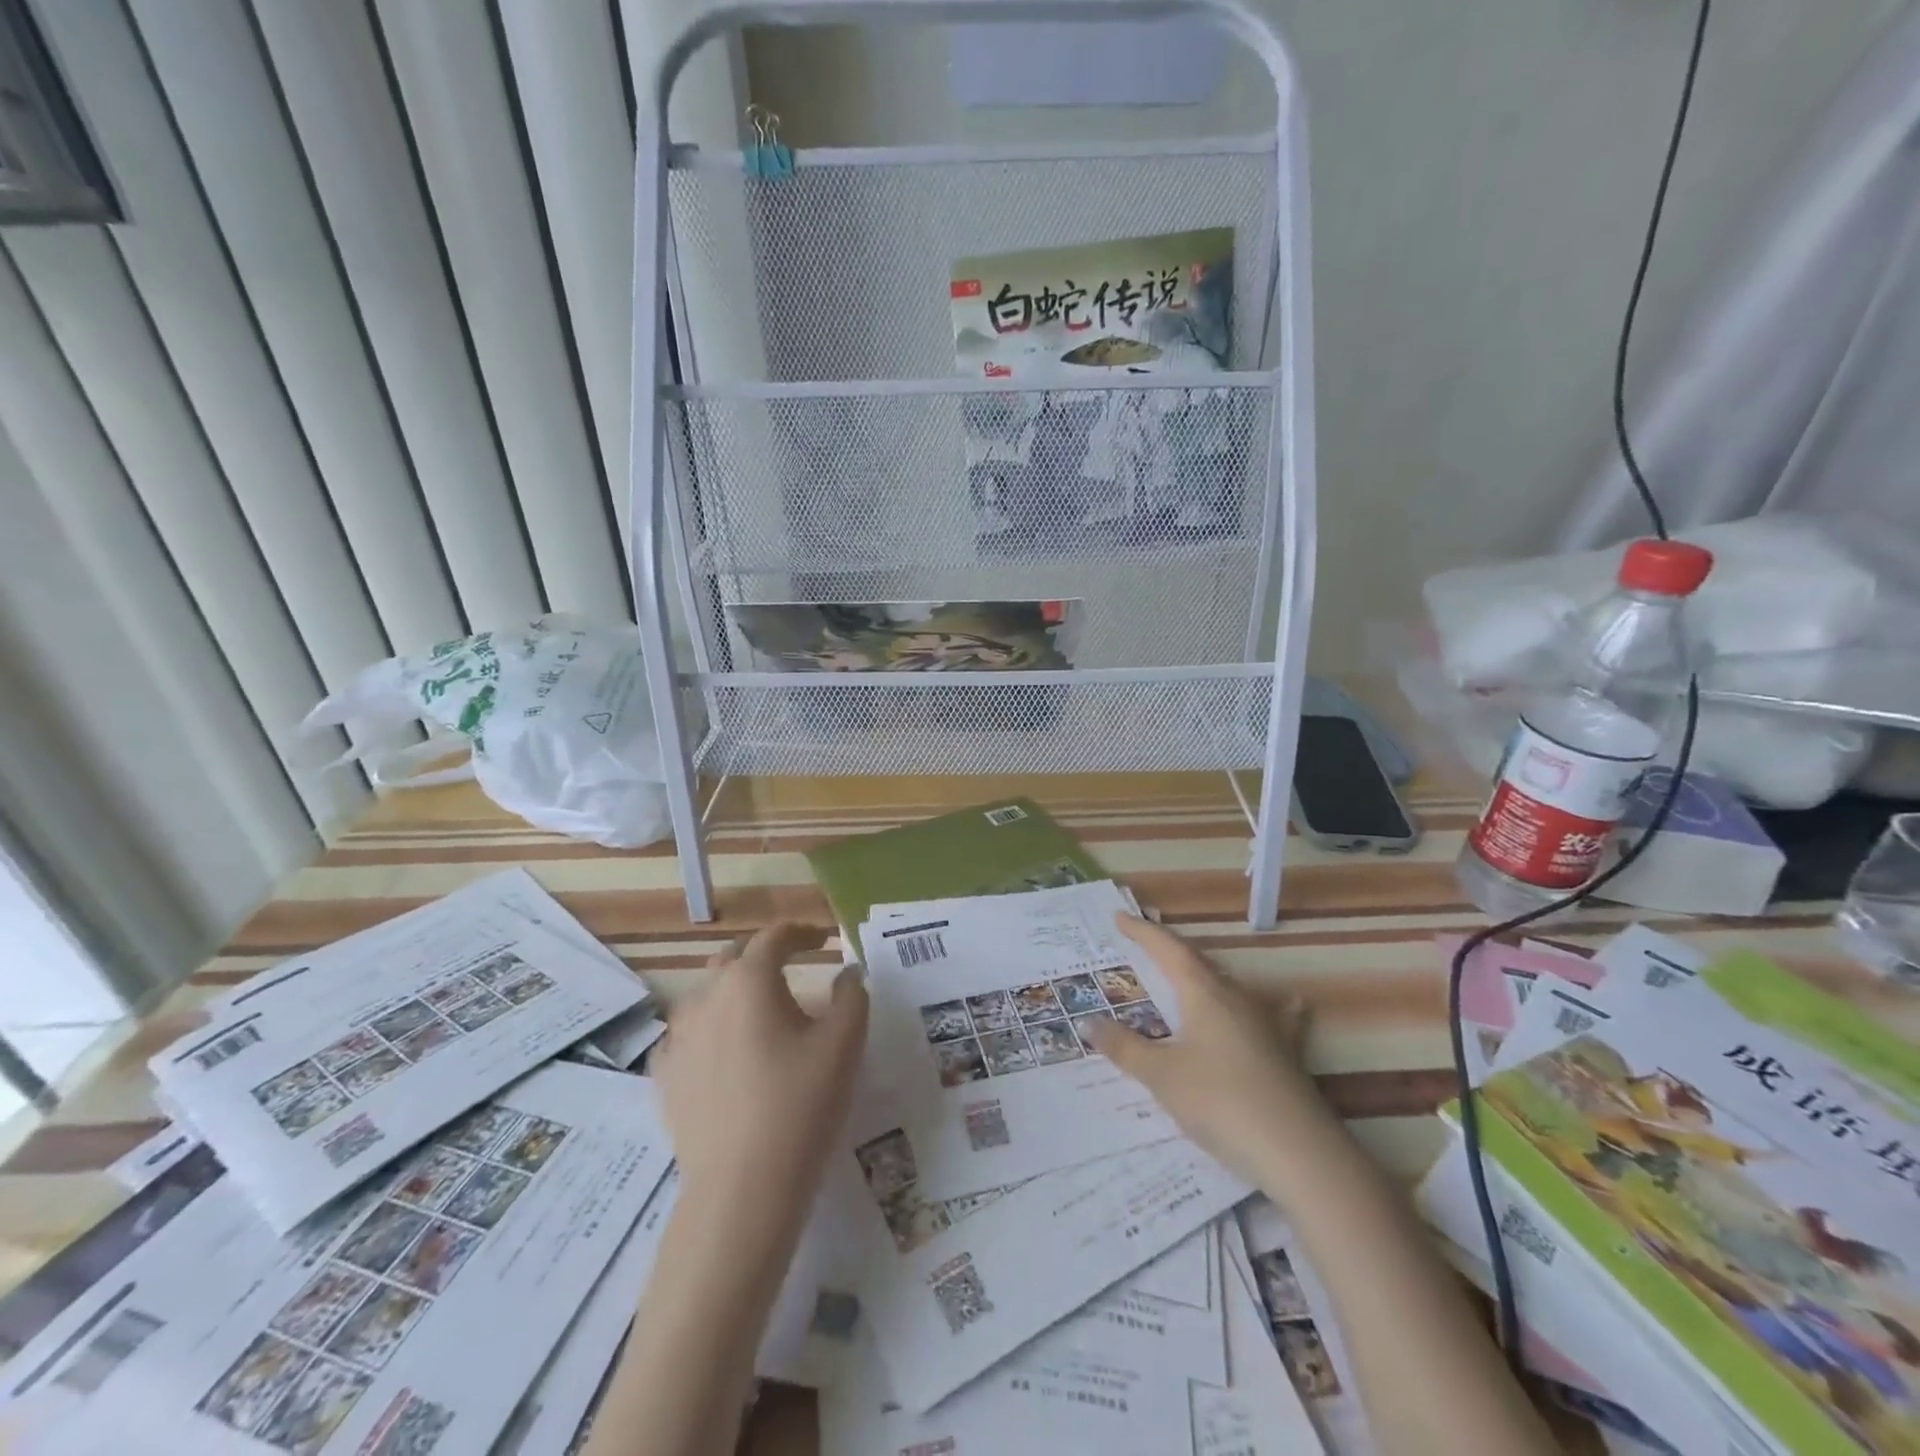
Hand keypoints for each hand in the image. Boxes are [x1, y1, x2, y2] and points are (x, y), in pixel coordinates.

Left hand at [653, 924, 867, 1228]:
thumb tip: (848, 972)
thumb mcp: (845, 1043)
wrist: (741, 1187)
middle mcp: (706, 996)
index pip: (775, 937)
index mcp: (750, 980)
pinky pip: (687, 1035)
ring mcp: (677, 1036)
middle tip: (791, 969)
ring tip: (759, 1014)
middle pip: (734, 959)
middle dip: (763, 957)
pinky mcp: (664, 1075)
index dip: (801, 932)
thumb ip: (852, 995)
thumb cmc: (801, 1103)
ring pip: (707, 995)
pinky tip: (724, 1052)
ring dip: (734, 992)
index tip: (822, 939)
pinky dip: (709, 1030)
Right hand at [1088, 913, 1330, 1190]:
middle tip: (1145, 947)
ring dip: (1207, 978)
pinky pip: (1277, 1017)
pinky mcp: (1287, 1053)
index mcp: (1203, 993)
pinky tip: (1290, 1005)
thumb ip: (1124, 1048)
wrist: (1300, 1154)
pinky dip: (1273, 1006)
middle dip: (1170, 953)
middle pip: (1198, 964)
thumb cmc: (1220, 1102)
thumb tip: (1088, 1022)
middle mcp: (1236, 998)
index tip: (1119, 917)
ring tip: (1193, 975)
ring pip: (1231, 988)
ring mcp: (1267, 1024)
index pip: (1168, 949)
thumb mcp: (1162, 1076)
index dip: (1142, 932)